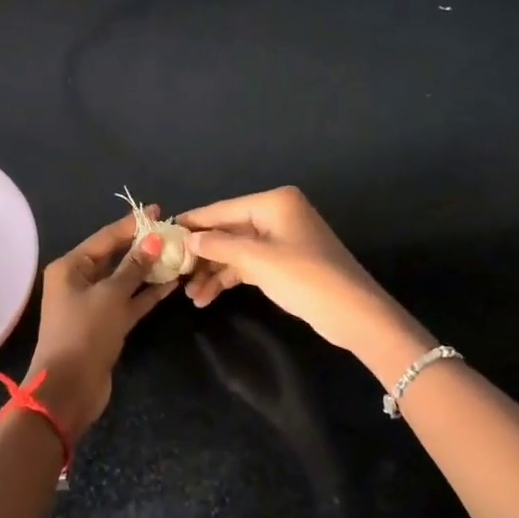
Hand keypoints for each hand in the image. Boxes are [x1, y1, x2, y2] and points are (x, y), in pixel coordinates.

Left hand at [25, 206, 179, 438]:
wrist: (69, 388)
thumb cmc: (85, 333)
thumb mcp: (111, 295)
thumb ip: (134, 267)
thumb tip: (153, 240)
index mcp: (70, 267)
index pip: (105, 238)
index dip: (132, 224)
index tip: (159, 211)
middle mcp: (78, 281)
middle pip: (114, 257)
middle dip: (142, 246)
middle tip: (172, 232)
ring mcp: (92, 304)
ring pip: (124, 280)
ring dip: (148, 270)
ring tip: (177, 255)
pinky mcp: (105, 325)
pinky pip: (128, 302)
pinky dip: (147, 294)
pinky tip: (172, 284)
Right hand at [177, 186, 431, 365]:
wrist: (355, 314)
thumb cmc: (306, 278)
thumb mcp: (257, 260)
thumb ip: (219, 246)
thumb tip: (187, 238)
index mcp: (273, 203)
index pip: (222, 209)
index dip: (193, 222)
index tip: (163, 233)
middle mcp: (276, 215)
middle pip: (227, 230)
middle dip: (201, 254)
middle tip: (174, 272)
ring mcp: (281, 239)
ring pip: (235, 250)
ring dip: (212, 271)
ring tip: (189, 295)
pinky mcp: (284, 262)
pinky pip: (247, 264)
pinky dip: (228, 278)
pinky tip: (207, 297)